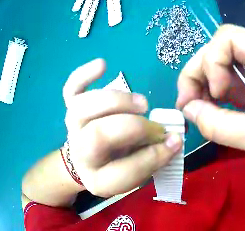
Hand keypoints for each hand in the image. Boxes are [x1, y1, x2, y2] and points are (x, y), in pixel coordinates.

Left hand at [63, 59, 181, 196]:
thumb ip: (150, 158)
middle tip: (157, 125)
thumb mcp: (133, 173)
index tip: (174, 141)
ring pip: (83, 108)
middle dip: (134, 127)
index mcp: (98, 179)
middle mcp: (81, 154)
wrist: (84, 160)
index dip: (153, 156)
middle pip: (99, 136)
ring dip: (116, 101)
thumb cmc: (113, 166)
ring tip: (142, 103)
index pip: (124, 171)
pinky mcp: (69, 107)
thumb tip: (172, 139)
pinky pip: (71, 88)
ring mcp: (72, 127)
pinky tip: (103, 65)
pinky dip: (84, 74)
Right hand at [176, 25, 244, 164]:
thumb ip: (221, 126)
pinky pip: (221, 75)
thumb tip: (188, 109)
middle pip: (218, 46)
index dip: (213, 60)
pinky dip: (207, 89)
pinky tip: (207, 106)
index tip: (215, 92)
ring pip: (216, 59)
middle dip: (198, 71)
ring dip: (199, 80)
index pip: (230, 37)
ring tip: (195, 107)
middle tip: (188, 102)